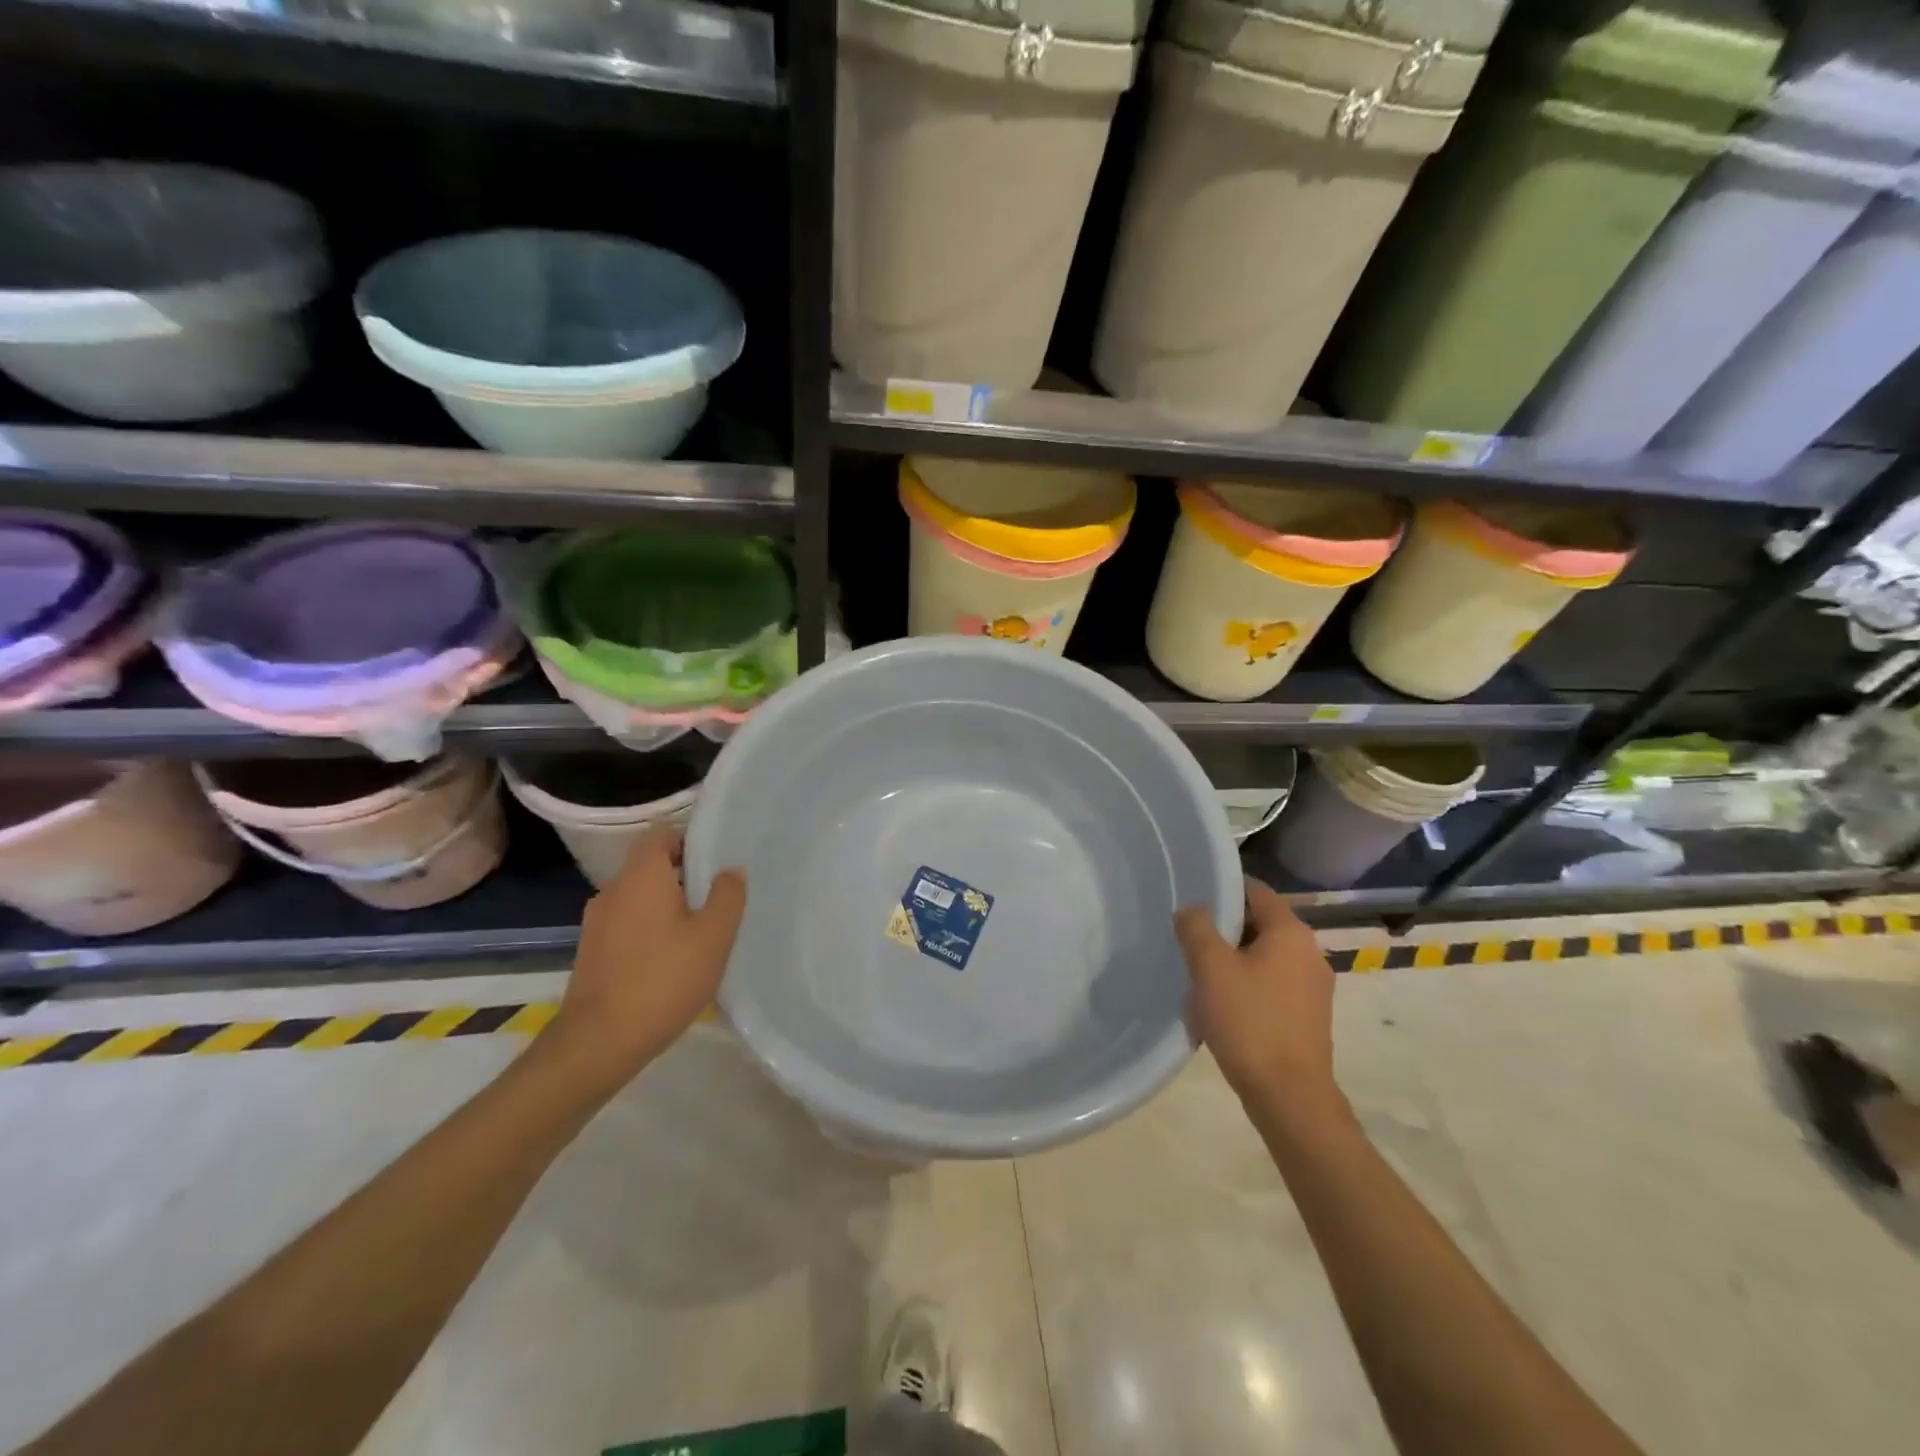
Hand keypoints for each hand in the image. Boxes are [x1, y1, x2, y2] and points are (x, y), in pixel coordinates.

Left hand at [549, 824, 746, 1088]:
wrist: (600, 1042)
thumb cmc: (664, 979)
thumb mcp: (713, 937)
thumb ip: (727, 896)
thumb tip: (730, 871)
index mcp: (641, 876)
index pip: (661, 834)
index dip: (689, 840)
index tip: (715, 861)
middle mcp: (613, 889)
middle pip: (650, 866)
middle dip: (682, 876)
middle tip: (716, 898)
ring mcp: (596, 921)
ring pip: (638, 897)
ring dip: (665, 906)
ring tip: (697, 931)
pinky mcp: (591, 950)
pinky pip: (626, 923)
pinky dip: (648, 929)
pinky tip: (670, 958)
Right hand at [1174, 877, 1337, 1108]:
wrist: (1289, 1096)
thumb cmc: (1249, 1021)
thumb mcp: (1210, 968)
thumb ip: (1196, 928)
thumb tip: (1192, 910)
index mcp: (1291, 933)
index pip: (1257, 891)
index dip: (1225, 888)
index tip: (1193, 895)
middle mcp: (1310, 952)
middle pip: (1261, 923)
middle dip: (1225, 928)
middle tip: (1189, 937)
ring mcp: (1314, 987)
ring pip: (1265, 956)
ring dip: (1234, 959)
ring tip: (1200, 973)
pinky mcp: (1309, 1016)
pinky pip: (1273, 984)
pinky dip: (1248, 984)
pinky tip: (1223, 1005)